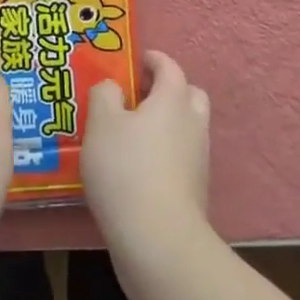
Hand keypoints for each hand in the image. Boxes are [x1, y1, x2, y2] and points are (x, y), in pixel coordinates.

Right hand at [82, 51, 212, 263]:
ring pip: (187, 128)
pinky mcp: (195, 190)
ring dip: (167, 124)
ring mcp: (198, 159)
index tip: (135, 60)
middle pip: (189, 95)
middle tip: (138, 97)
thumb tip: (113, 87)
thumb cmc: (126, 169)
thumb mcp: (101, 123)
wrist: (158, 240)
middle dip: (167, 90)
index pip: (170, 67)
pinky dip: (166, 153)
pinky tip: (138, 168)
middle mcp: (193, 124)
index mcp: (173, 100)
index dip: (153, 60)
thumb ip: (104, 95)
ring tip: (132, 135)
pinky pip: (182, 157)